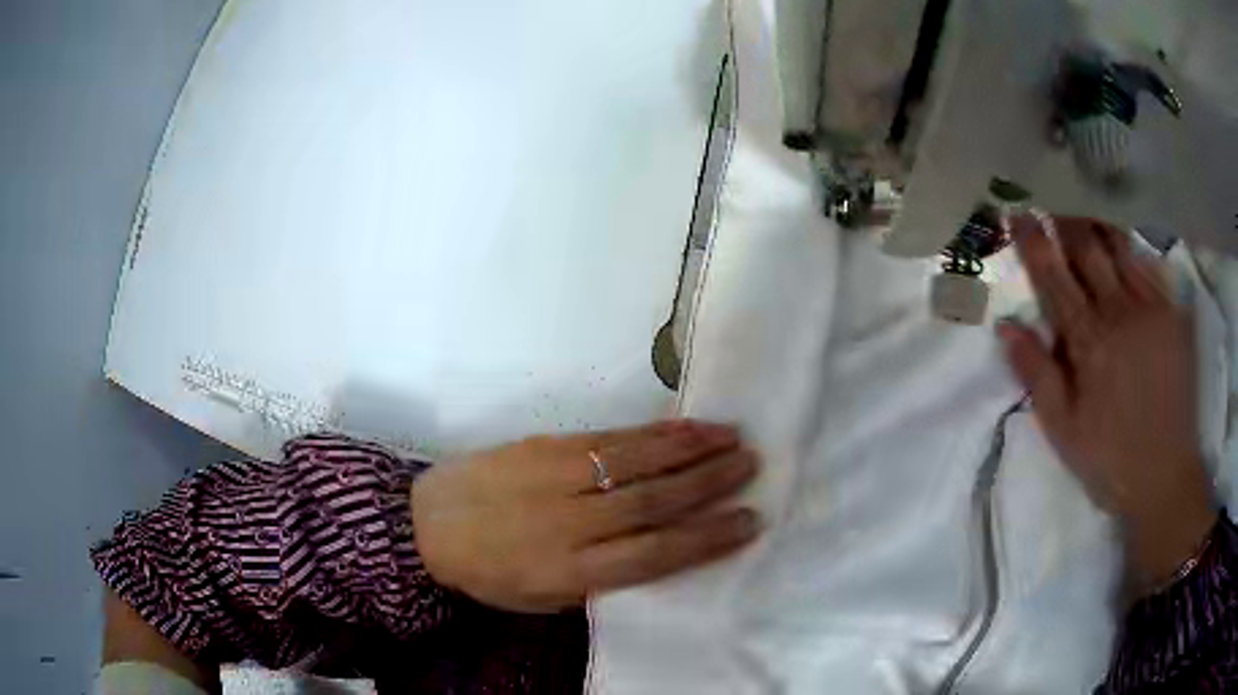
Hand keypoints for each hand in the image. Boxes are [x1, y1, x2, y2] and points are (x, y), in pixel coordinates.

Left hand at [411, 420, 759, 612]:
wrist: (424, 526)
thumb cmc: (489, 574)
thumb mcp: (543, 599)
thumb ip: (599, 579)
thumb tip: (656, 552)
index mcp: (569, 572)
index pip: (653, 555)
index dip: (706, 539)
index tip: (748, 522)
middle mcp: (569, 523)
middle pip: (652, 502)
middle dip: (709, 485)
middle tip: (751, 467)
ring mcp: (555, 478)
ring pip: (635, 463)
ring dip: (689, 450)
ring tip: (732, 438)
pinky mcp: (544, 446)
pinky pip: (608, 438)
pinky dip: (651, 433)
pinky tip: (681, 427)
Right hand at [998, 214, 1214, 588]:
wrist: (1165, 475)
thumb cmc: (1109, 458)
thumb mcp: (1062, 431)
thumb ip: (1036, 375)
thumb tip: (1006, 326)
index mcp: (1089, 342)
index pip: (1054, 278)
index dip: (1034, 243)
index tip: (1018, 213)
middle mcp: (1120, 312)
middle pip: (1088, 250)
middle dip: (1066, 220)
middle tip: (1050, 197)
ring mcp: (1152, 308)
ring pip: (1120, 248)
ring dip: (1098, 224)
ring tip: (1083, 204)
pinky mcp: (1175, 314)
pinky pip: (1151, 266)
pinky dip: (1133, 248)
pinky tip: (1124, 241)